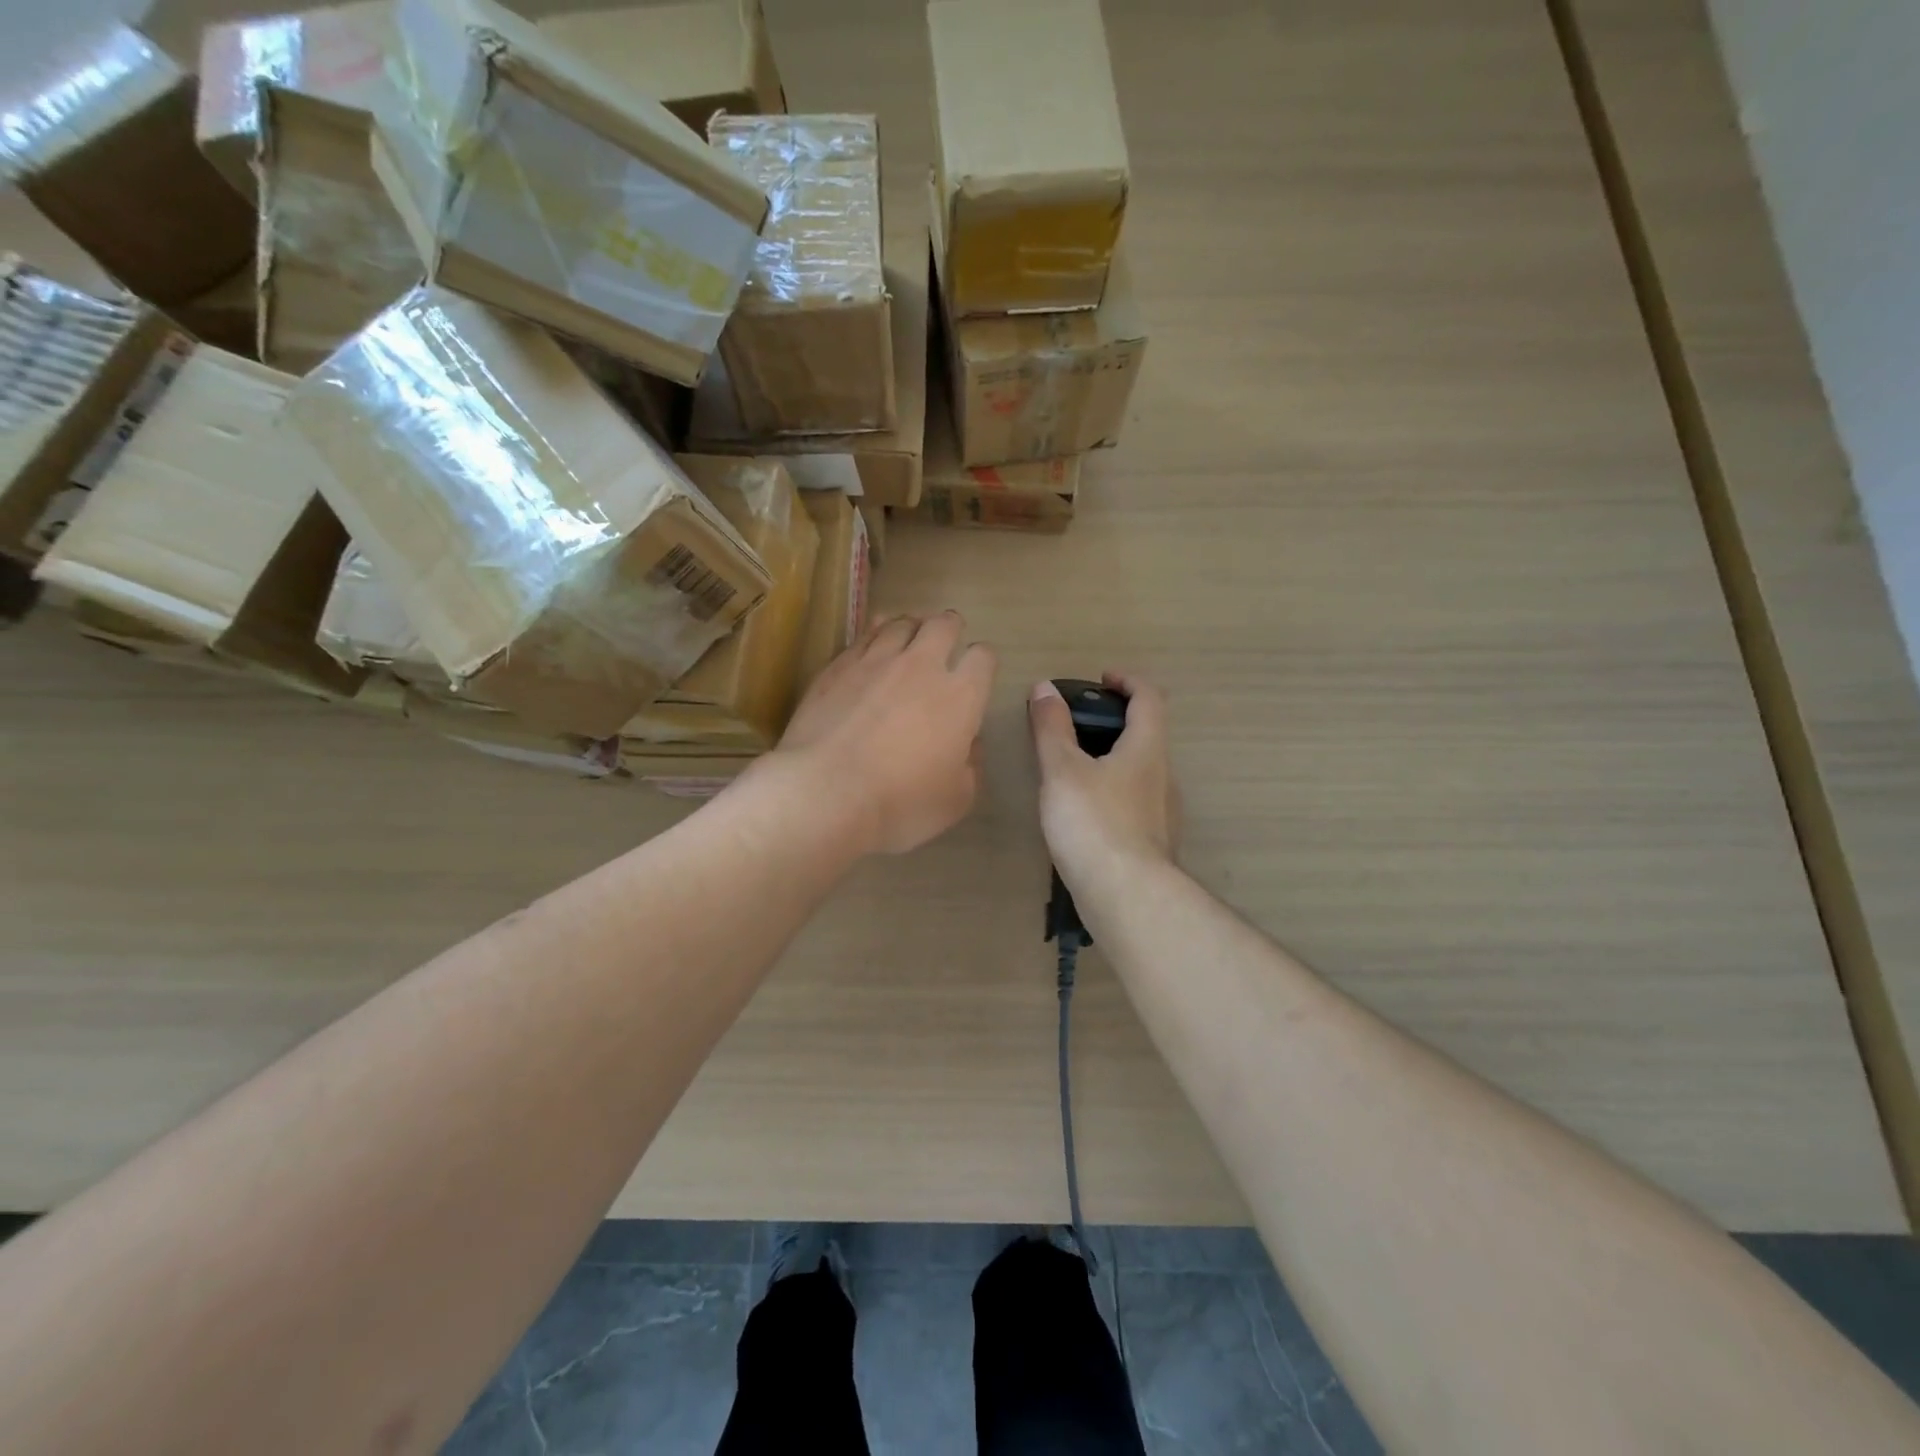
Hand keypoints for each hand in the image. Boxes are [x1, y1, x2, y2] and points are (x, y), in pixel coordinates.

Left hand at [771, 611, 996, 854]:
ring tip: (909, 636)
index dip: (983, 662)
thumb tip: (968, 745)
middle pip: (943, 625)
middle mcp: (922, 666)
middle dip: (950, 628)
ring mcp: (875, 661)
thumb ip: (970, 767)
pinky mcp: (837, 666)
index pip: (983, 658)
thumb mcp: (955, 800)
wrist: (825, 792)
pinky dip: (874, 633)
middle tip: (946, 639)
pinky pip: (863, 636)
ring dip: (911, 626)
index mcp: (960, 696)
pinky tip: (872, 641)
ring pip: (900, 623)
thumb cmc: (900, 803)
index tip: (977, 675)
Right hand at [1029, 672, 1179, 883]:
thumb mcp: (1062, 770)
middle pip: (1147, 734)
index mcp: (1146, 749)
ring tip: (1072, 770)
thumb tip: (1045, 688)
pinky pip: (1134, 803)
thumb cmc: (1094, 823)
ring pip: (1140, 771)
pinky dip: (1113, 792)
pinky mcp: (1153, 843)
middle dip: (1114, 722)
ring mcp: (1162, 813)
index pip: (1150, 698)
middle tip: (1076, 725)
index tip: (1101, 680)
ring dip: (1113, 759)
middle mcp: (1162, 776)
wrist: (1127, 896)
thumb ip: (1052, 729)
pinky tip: (1085, 812)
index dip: (1128, 681)